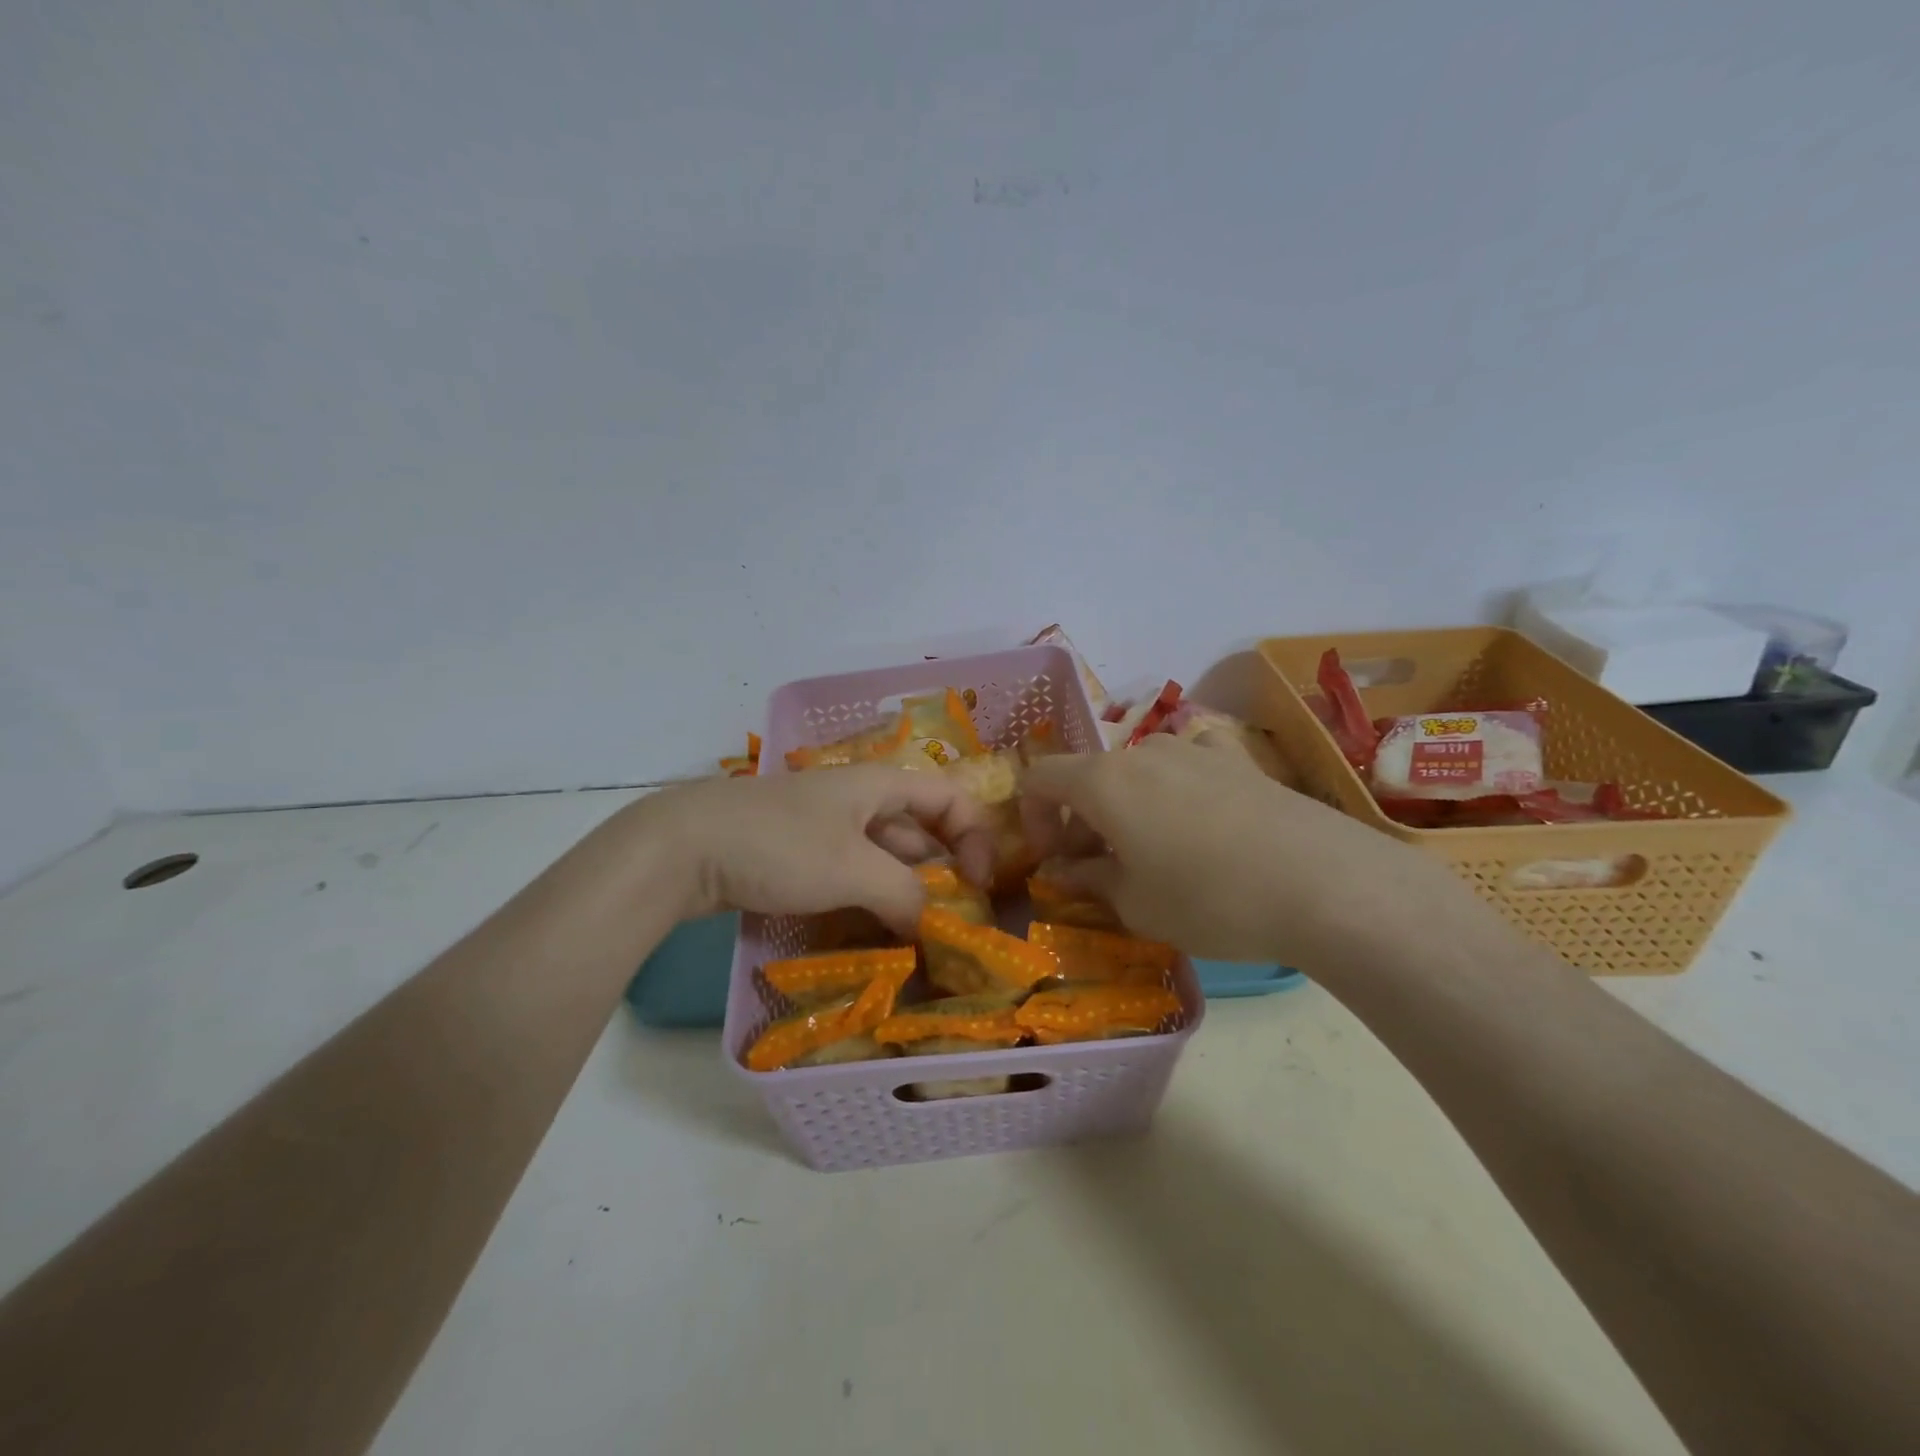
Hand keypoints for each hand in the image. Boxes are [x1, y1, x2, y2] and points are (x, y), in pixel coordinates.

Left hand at [628, 765, 994, 934]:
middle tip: (952, 922)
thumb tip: (932, 925)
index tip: (978, 884)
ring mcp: (825, 827)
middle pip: (919, 829)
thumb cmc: (779, 846)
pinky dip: (869, 898)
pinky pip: (850, 873)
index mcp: (880, 785)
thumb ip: (905, 894)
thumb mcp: (853, 870)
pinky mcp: (798, 854)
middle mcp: (858, 799)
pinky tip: (872, 932)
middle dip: (942, 872)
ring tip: (917, 936)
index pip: (950, 798)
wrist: (682, 848)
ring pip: (884, 856)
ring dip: (904, 891)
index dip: (975, 836)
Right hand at [1019, 733, 1473, 967]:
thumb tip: (1063, 868)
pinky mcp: (1239, 760)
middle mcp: (1143, 752)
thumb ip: (1088, 879)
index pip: (1040, 778)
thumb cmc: (1208, 898)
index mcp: (1103, 780)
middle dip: (1081, 822)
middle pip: (1090, 777)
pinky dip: (1174, 792)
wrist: (1323, 883)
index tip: (1051, 860)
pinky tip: (1200, 825)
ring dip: (1126, 809)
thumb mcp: (1135, 904)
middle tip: (1099, 871)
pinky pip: (1187, 768)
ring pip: (1137, 773)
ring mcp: (1195, 750)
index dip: (1032, 818)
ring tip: (1151, 854)